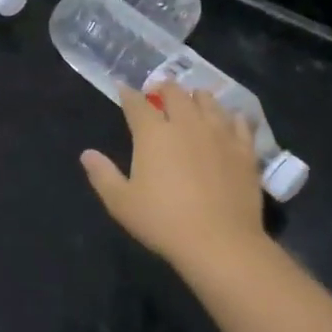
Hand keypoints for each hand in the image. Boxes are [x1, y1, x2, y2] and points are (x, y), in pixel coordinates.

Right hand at [81, 82, 265, 278]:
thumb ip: (102, 175)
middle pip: (175, 92)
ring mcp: (219, 134)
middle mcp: (186, 123)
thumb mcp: (121, 203)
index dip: (128, 94)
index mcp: (153, 133)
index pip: (137, 103)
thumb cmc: (164, 222)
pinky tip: (230, 122)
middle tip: (159, 93)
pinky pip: (240, 123)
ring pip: (208, 101)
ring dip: (197, 98)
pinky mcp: (244, 150)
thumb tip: (87, 154)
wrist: (221, 243)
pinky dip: (232, 118)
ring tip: (193, 102)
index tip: (123, 90)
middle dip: (164, 88)